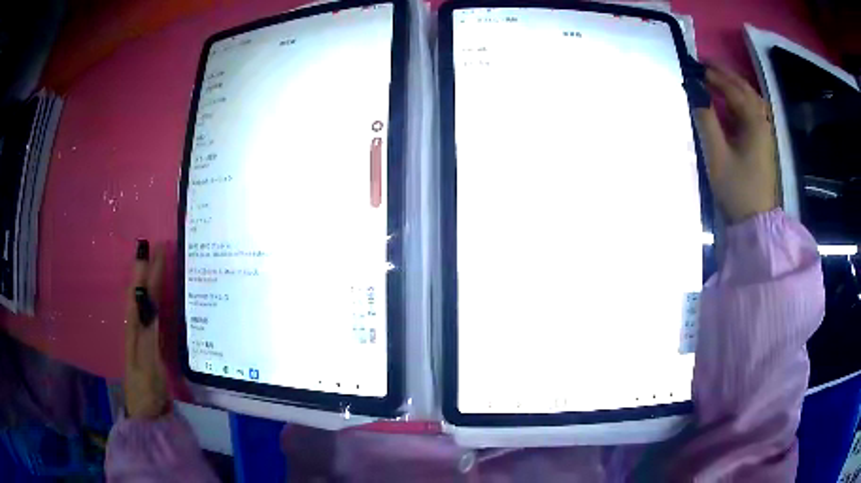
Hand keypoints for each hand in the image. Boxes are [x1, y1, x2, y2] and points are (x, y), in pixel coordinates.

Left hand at [124, 240, 169, 418]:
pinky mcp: (148, 344)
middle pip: (140, 292)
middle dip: (145, 268)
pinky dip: (153, 299)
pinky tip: (157, 296)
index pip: (142, 292)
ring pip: (143, 301)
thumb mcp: (148, 362)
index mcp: (135, 327)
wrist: (145, 410)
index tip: (157, 247)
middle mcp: (135, 326)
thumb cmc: (146, 387)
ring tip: (152, 262)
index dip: (148, 270)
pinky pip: (151, 314)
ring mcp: (141, 335)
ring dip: (147, 280)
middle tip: (152, 246)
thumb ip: (149, 333)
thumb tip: (152, 304)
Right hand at [694, 64, 778, 223]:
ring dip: (733, 84)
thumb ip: (706, 121)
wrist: (756, 221)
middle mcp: (762, 121)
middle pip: (744, 88)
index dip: (712, 76)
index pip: (732, 89)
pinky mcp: (763, 141)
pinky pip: (751, 110)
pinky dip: (739, 99)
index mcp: (753, 122)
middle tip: (703, 64)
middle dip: (724, 73)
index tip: (693, 67)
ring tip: (715, 78)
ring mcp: (765, 131)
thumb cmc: (737, 190)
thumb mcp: (717, 156)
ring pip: (750, 98)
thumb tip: (694, 93)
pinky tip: (729, 100)